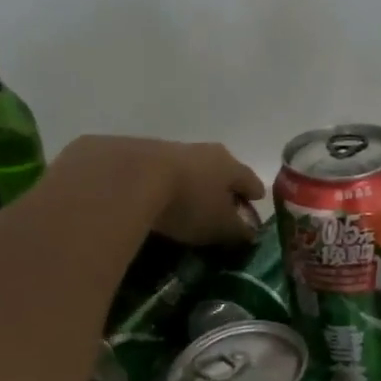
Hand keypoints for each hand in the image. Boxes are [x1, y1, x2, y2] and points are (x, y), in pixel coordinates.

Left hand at [62, 136, 264, 246]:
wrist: (127, 178)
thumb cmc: (188, 204)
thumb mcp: (220, 227)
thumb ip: (239, 231)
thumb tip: (249, 232)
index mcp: (229, 165)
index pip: (250, 180)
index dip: (253, 195)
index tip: (253, 206)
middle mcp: (202, 151)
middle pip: (218, 170)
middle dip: (220, 188)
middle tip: (218, 208)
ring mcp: (167, 148)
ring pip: (186, 169)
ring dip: (187, 185)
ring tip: (181, 207)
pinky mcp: (133, 153)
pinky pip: (154, 173)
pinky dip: (158, 186)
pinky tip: (150, 202)